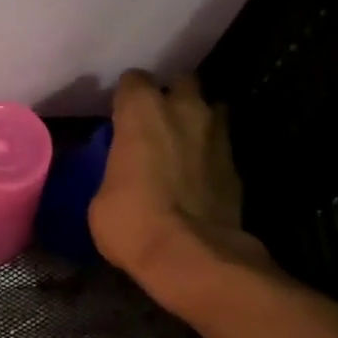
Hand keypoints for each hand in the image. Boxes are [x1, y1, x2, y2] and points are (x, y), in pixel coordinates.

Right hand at [89, 70, 271, 315]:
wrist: (192, 256)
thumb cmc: (132, 222)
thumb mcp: (101, 198)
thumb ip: (115, 171)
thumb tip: (122, 176)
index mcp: (142, 112)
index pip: (133, 81)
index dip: (127, 97)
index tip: (121, 115)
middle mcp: (184, 110)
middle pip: (181, 83)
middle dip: (171, 98)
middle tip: (157, 123)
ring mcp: (217, 135)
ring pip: (211, 108)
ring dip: (197, 121)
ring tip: (184, 145)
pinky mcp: (237, 164)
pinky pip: (221, 145)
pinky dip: (211, 154)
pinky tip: (200, 175)